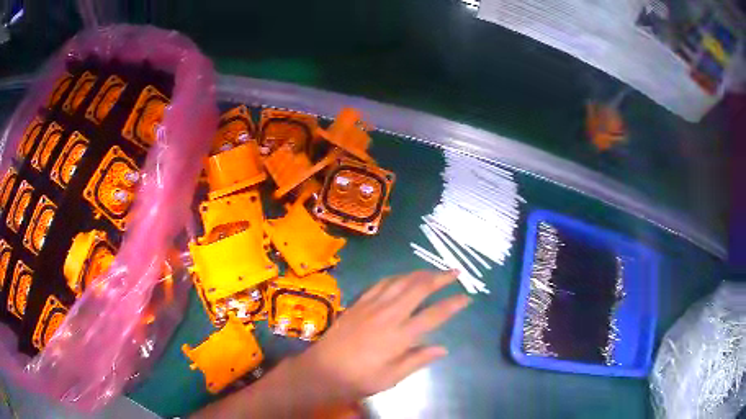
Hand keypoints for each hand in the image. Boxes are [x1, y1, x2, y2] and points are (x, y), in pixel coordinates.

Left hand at [291, 270, 469, 401]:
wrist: (323, 370)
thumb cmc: (360, 378)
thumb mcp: (392, 377)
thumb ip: (418, 360)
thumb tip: (443, 348)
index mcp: (400, 335)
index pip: (434, 315)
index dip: (453, 304)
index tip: (467, 297)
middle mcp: (389, 314)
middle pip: (419, 288)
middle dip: (440, 278)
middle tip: (455, 272)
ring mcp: (372, 306)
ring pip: (401, 281)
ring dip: (420, 273)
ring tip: (434, 271)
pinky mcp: (358, 303)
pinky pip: (381, 283)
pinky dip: (397, 277)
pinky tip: (402, 277)